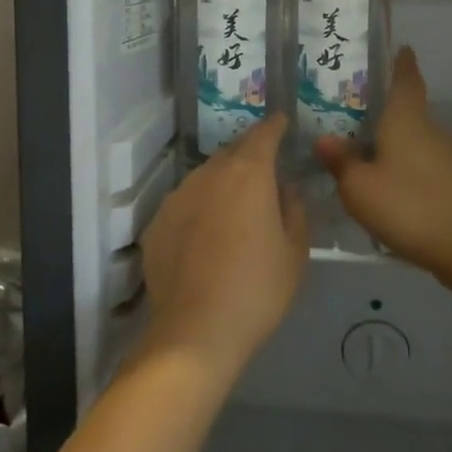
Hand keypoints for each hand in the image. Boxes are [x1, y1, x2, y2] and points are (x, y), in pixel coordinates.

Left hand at [138, 115, 307, 379]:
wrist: (196, 331)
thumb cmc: (257, 290)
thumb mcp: (293, 253)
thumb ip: (294, 212)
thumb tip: (286, 189)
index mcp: (248, 175)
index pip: (262, 135)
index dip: (273, 126)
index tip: (281, 120)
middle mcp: (208, 174)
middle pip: (231, 152)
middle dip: (249, 152)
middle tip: (264, 164)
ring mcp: (177, 197)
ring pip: (205, 176)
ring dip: (222, 180)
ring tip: (236, 202)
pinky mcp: (157, 222)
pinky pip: (185, 203)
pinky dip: (200, 207)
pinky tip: (206, 233)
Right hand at [315, 47, 451, 287]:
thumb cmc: (410, 207)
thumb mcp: (360, 188)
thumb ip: (341, 162)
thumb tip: (324, 139)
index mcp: (406, 121)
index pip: (406, 80)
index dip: (402, 63)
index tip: (402, 48)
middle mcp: (433, 132)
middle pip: (409, 114)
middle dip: (386, 114)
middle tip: (356, 118)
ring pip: (418, 144)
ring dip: (397, 147)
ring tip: (369, 159)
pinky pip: (429, 170)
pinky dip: (411, 173)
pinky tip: (396, 194)